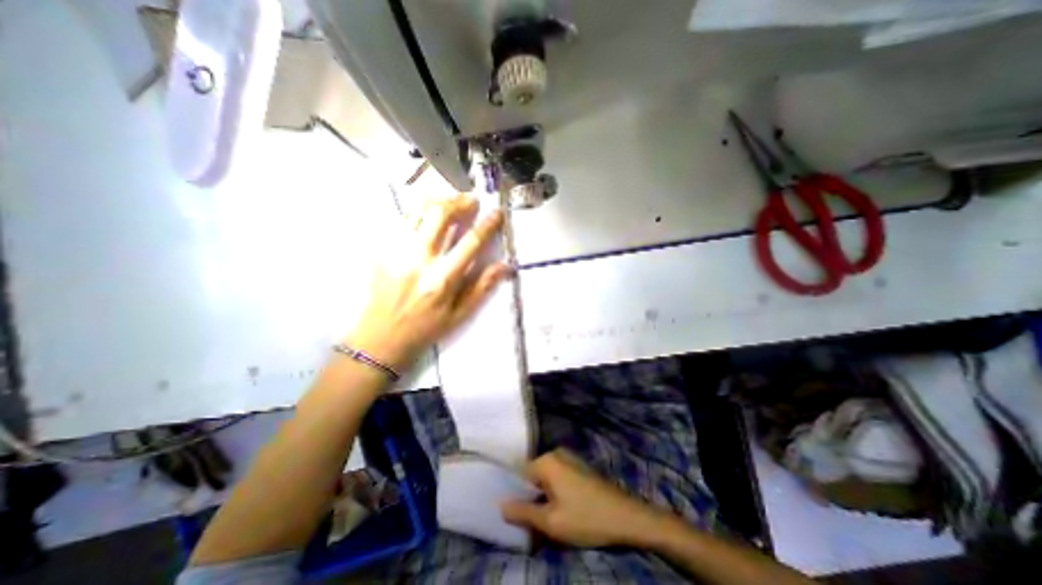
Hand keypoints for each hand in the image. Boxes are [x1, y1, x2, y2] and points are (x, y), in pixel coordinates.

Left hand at [348, 193, 512, 368]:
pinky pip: (401, 219)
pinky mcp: (383, 249)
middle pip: (440, 215)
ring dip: (438, 200)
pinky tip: (428, 213)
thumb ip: (482, 288)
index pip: (470, 242)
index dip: (487, 224)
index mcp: (442, 279)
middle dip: (460, 202)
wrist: (380, 337)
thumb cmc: (425, 328)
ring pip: (418, 211)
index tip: (497, 213)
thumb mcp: (460, 315)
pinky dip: (419, 210)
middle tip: (472, 200)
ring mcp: (397, 251)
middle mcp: (419, 259)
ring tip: (451, 201)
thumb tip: (506, 266)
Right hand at [501, 447, 662, 548]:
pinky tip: (559, 509)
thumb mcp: (551, 522)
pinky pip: (557, 477)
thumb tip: (500, 506)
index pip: (518, 472)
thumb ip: (523, 513)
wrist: (626, 516)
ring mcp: (569, 458)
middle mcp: (555, 453)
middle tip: (528, 519)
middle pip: (532, 475)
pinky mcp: (578, 466)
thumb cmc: (586, 518)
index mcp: (546, 461)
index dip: (513, 492)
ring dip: (541, 495)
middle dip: (528, 495)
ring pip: (545, 477)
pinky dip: (553, 491)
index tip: (510, 510)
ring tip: (543, 517)